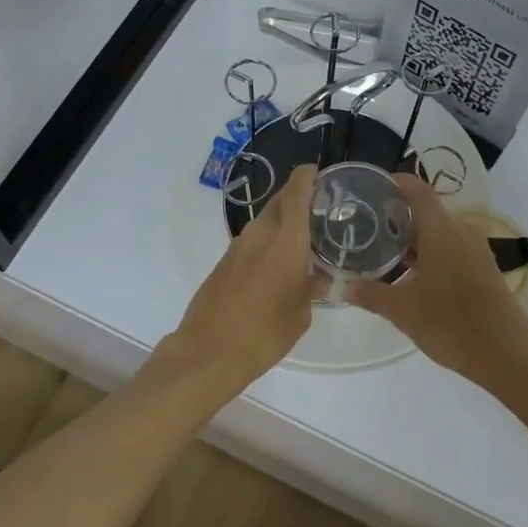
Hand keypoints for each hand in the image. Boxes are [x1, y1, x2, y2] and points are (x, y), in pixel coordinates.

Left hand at [158, 164, 322, 395]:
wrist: (207, 353)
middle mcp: (260, 234)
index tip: (319, 173)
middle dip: (298, 198)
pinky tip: (278, 262)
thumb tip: (314, 278)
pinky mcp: (224, 261)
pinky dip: (268, 241)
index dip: (308, 177)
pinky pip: (253, 240)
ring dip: (282, 222)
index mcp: (286, 241)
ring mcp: (238, 246)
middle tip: (320, 208)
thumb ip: (310, 288)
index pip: (297, 192)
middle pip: (280, 201)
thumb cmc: (263, 334)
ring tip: (304, 238)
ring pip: (265, 220)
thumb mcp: (300, 315)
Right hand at [345, 173, 527, 389]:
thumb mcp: (403, 310)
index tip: (371, 188)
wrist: (505, 353)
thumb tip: (341, 287)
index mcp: (441, 230)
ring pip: (440, 231)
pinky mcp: (484, 267)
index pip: (417, 189)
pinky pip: (452, 247)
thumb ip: (370, 294)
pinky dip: (431, 251)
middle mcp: (461, 231)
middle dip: (397, 215)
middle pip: (426, 210)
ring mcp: (476, 249)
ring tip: (384, 251)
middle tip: (367, 225)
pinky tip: (412, 273)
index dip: (394, 182)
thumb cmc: (450, 323)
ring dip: (414, 237)